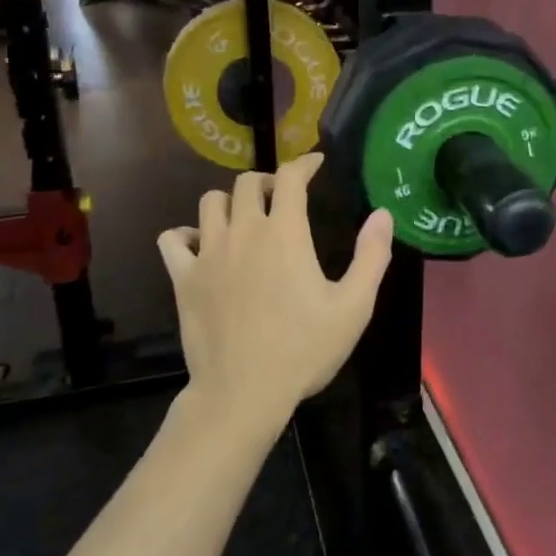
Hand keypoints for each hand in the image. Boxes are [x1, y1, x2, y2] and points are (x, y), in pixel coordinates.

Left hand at [159, 154, 393, 431]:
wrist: (243, 393)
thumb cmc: (304, 350)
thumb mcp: (354, 307)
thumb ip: (371, 256)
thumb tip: (382, 214)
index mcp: (285, 234)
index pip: (290, 177)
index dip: (304, 163)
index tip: (315, 164)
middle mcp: (243, 232)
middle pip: (247, 182)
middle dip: (268, 181)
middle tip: (282, 198)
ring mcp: (208, 253)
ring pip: (210, 202)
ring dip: (230, 202)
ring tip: (244, 219)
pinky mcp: (183, 278)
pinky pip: (173, 238)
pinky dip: (186, 234)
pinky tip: (201, 247)